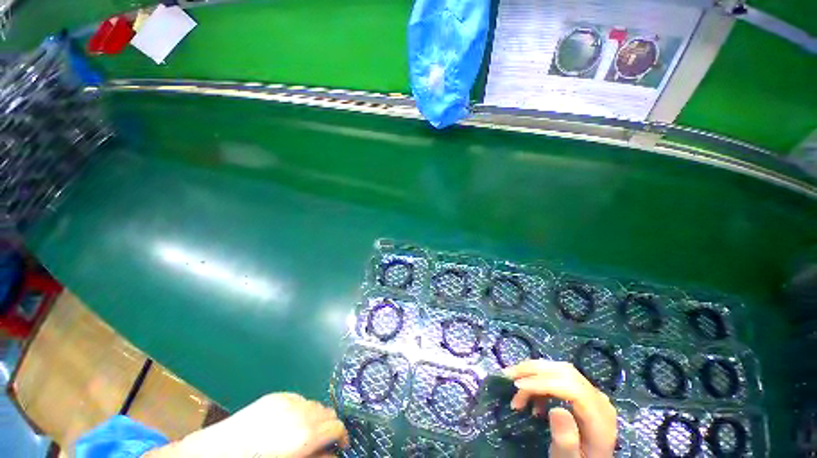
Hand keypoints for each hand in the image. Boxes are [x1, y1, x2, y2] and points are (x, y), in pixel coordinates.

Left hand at [147, 393, 347, 457]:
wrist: (214, 455)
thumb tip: (332, 454)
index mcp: (305, 434)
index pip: (337, 425)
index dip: (341, 436)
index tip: (338, 447)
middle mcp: (300, 411)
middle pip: (327, 412)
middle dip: (327, 427)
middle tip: (319, 443)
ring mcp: (287, 400)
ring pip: (314, 403)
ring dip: (314, 417)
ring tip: (301, 433)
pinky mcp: (275, 396)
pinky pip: (298, 399)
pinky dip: (300, 409)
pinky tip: (286, 423)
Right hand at [503, 360, 616, 457]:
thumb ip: (566, 440)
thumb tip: (557, 410)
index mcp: (599, 416)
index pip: (571, 386)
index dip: (542, 382)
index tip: (517, 386)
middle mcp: (597, 397)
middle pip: (564, 372)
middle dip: (532, 371)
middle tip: (507, 376)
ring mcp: (589, 391)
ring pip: (558, 369)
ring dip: (532, 373)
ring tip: (513, 384)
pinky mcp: (580, 390)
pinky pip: (557, 375)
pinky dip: (538, 380)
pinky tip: (530, 398)